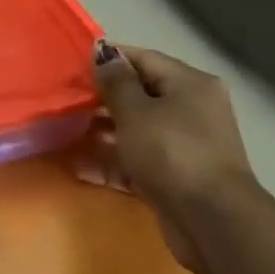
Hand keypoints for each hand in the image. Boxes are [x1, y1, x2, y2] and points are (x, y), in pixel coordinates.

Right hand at [75, 42, 254, 270]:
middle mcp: (192, 109)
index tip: (73, 67)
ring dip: (103, 133)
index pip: (144, 59)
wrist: (210, 219)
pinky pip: (138, 161)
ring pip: (137, 131)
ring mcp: (185, 145)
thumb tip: (104, 55)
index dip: (108, 60)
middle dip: (102, 100)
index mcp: (189, 83)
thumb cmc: (172, 153)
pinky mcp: (175, 176)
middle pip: (141, 96)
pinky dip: (113, 162)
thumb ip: (116, 83)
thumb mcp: (137, 112)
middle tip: (64, 104)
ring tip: (64, 135)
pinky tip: (80, 167)